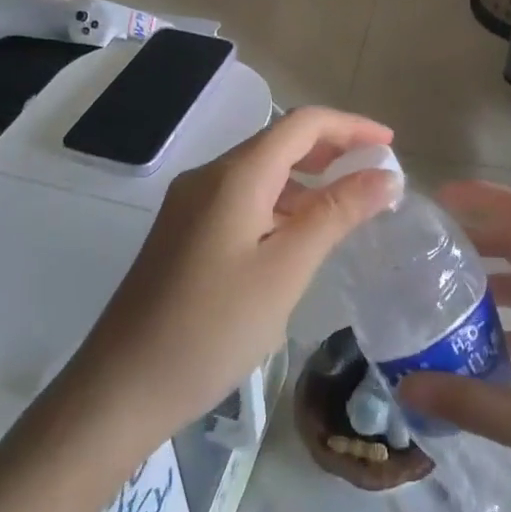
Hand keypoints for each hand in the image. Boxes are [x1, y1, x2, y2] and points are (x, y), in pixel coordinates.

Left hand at [69, 106, 399, 450]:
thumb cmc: (212, 328)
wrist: (120, 387)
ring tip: (348, 208)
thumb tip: (385, 175)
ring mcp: (191, 203)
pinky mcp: (184, 231)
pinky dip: (280, 204)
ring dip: (307, 179)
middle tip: (376, 176)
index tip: (391, 145)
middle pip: (279, 141)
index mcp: (235, 175)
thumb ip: (336, 214)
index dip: (350, 126)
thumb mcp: (285, 270)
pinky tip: (299, 236)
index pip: (302, 124)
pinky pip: (243, 199)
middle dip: (331, 150)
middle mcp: (209, 176)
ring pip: (261, 172)